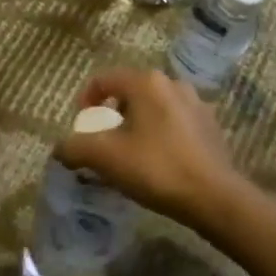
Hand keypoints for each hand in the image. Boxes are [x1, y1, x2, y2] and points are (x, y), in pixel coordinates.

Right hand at [56, 68, 251, 230]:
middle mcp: (173, 83)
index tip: (82, 128)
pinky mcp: (210, 126)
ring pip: (153, 108)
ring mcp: (196, 103)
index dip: (85, 101)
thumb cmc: (156, 168)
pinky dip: (159, 135)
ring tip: (130, 155)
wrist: (215, 197)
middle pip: (129, 92)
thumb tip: (61, 149)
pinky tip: (158, 162)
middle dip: (111, 116)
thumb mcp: (105, 157)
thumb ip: (75, 147)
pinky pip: (174, 123)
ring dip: (136, 125)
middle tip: (103, 145)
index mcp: (146, 82)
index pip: (104, 79)